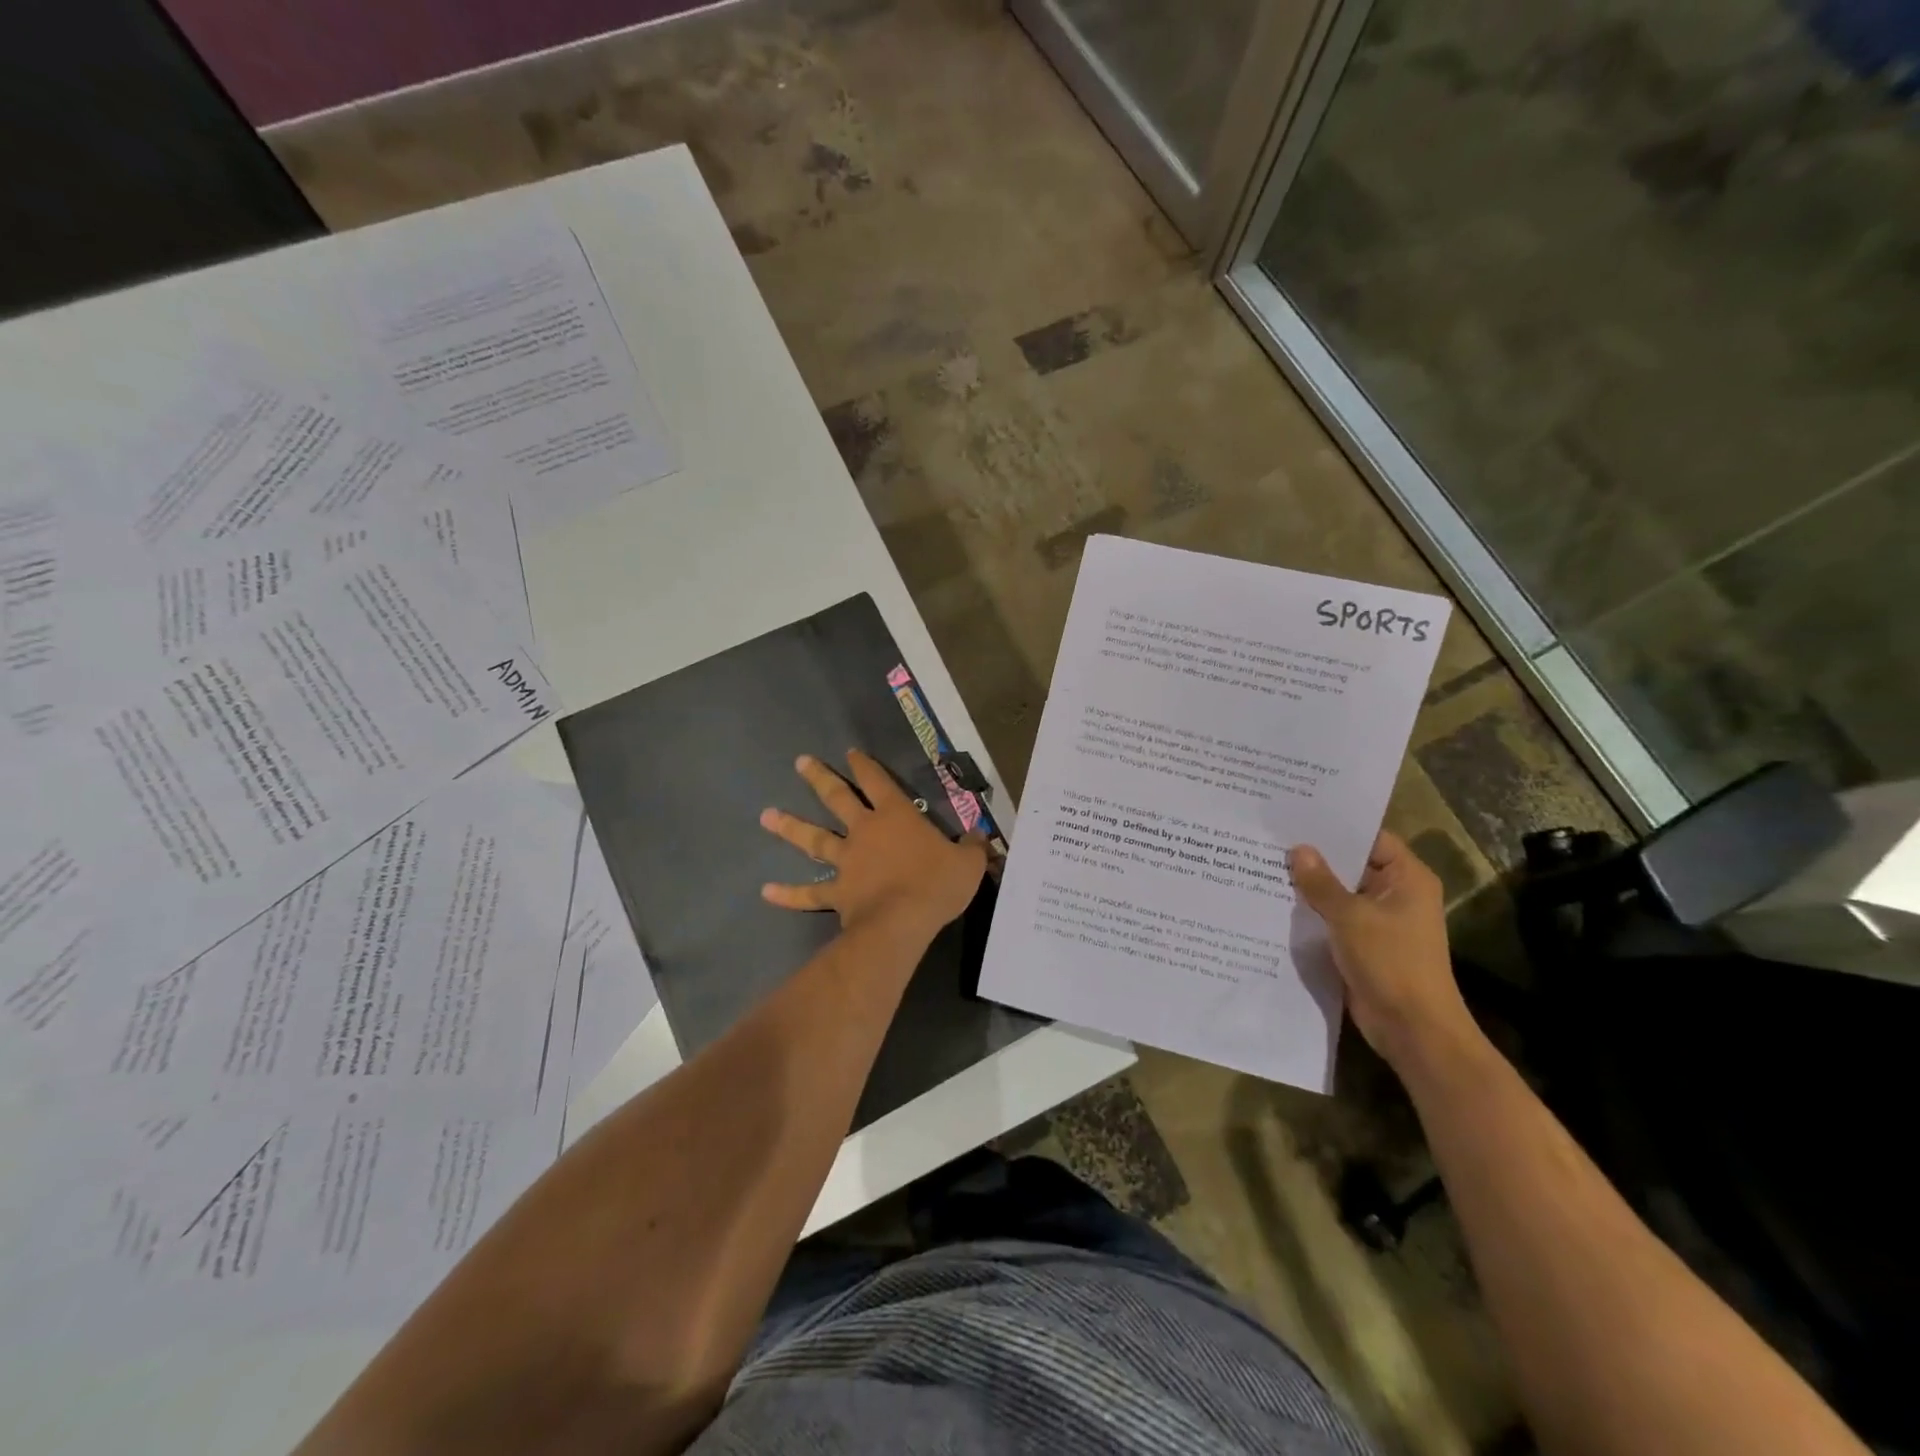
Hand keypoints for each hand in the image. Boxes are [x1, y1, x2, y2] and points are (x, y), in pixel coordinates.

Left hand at [760, 751, 986, 937]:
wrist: (902, 921)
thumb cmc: (936, 884)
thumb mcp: (967, 862)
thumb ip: (971, 847)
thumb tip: (979, 839)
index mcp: (896, 817)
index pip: (878, 781)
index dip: (865, 765)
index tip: (850, 752)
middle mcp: (864, 832)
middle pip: (837, 799)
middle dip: (819, 779)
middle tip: (800, 763)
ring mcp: (846, 861)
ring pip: (814, 840)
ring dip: (790, 827)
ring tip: (766, 815)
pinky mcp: (836, 893)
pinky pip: (809, 893)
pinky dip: (788, 894)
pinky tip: (766, 891)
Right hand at [1288, 831, 1479, 1071]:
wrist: (1411, 1028)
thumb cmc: (1390, 962)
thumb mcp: (1350, 917)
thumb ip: (1321, 883)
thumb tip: (1298, 850)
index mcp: (1406, 879)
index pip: (1370, 838)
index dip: (1336, 827)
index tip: (1297, 817)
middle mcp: (1395, 895)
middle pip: (1351, 866)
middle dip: (1315, 857)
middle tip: (1271, 839)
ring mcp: (1379, 921)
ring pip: (1339, 894)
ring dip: (1309, 887)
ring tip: (1264, 866)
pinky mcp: (1363, 945)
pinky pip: (1334, 920)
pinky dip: (1311, 913)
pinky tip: (1275, 903)